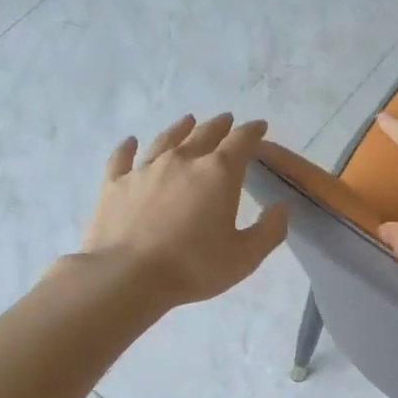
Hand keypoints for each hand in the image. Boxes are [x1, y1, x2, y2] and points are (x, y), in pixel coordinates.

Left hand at [83, 114, 288, 306]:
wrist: (127, 276)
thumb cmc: (193, 266)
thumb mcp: (245, 256)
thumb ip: (269, 230)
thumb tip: (282, 207)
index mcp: (218, 173)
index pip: (241, 142)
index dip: (252, 131)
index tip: (259, 126)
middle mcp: (182, 161)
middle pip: (204, 134)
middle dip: (219, 126)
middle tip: (227, 121)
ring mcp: (145, 169)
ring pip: (166, 140)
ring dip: (180, 129)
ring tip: (188, 121)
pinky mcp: (115, 184)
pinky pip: (122, 158)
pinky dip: (127, 147)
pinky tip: (130, 141)